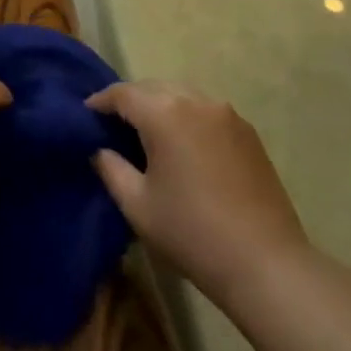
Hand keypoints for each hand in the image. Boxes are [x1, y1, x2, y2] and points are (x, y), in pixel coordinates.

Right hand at [88, 80, 309, 308]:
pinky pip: (206, 111)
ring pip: (182, 95)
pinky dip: (186, 116)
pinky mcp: (248, 132)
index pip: (123, 94)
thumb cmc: (191, 232)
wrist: (264, 262)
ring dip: (160, 105)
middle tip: (113, 124)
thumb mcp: (137, 204)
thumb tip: (100, 149)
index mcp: (165, 114)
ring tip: (146, 132)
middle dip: (130, 100)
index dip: (100, 101)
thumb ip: (111, 168)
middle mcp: (197, 102)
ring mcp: (227, 115)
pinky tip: (182, 144)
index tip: (86, 114)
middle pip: (153, 88)